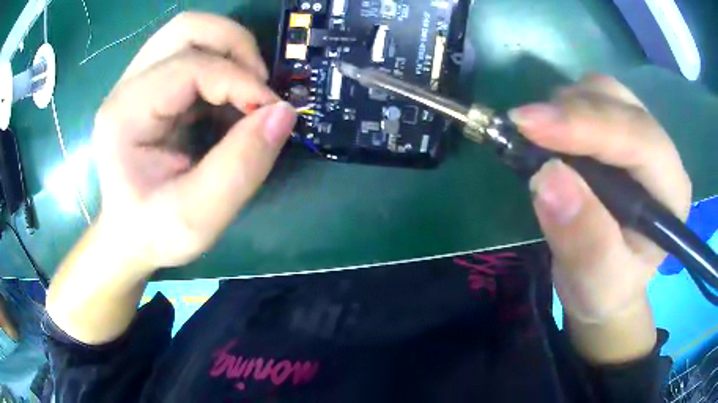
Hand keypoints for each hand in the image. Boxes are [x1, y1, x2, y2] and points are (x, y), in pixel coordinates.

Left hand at [92, 12, 296, 271]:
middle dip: (235, 46)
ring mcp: (136, 83)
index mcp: (125, 115)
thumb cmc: (154, 233)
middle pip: (187, 28)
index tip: (272, 112)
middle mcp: (126, 87)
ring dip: (229, 51)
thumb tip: (284, 113)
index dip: (240, 81)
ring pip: (190, 33)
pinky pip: (191, 53)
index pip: (190, 66)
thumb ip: (241, 167)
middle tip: (259, 85)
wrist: (128, 236)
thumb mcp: (198, 218)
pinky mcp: (150, 87)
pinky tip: (228, 101)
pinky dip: (221, 67)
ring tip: (247, 89)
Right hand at [510, 76, 690, 359]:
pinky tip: (551, 135)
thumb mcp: (595, 283)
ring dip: (566, 105)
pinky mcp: (620, 129)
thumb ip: (584, 240)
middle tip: (524, 129)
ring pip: (604, 91)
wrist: (605, 281)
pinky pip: (591, 96)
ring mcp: (641, 135)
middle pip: (621, 104)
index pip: (639, 139)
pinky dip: (564, 106)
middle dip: (572, 110)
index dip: (587, 125)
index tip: (529, 125)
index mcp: (672, 193)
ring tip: (539, 138)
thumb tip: (548, 177)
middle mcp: (663, 154)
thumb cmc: (606, 289)